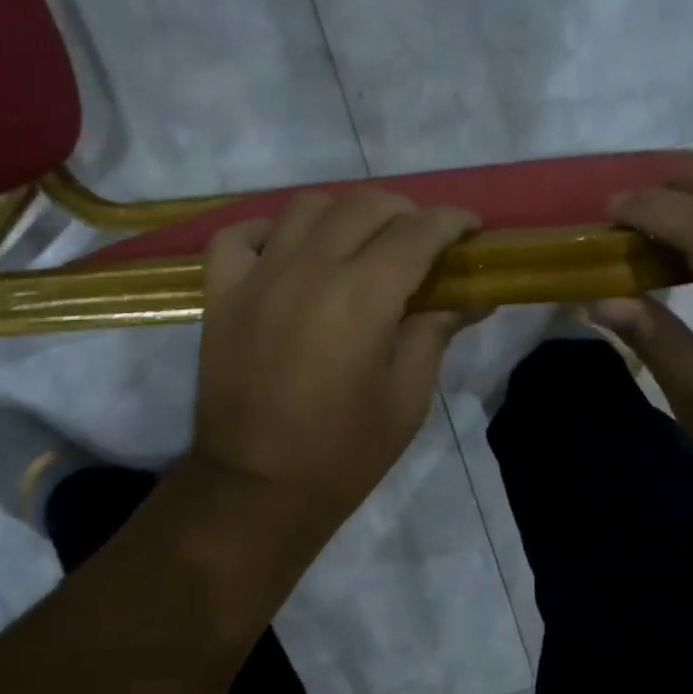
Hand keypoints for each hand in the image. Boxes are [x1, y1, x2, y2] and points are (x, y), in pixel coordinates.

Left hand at [189, 188, 480, 538]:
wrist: (257, 489)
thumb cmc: (344, 453)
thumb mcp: (407, 397)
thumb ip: (436, 331)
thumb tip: (471, 296)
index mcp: (362, 297)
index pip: (417, 231)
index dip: (452, 221)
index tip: (471, 228)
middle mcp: (308, 270)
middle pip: (364, 204)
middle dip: (405, 211)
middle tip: (422, 239)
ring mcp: (257, 278)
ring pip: (305, 207)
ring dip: (344, 212)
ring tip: (360, 241)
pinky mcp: (221, 295)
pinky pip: (238, 237)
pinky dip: (268, 232)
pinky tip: (287, 251)